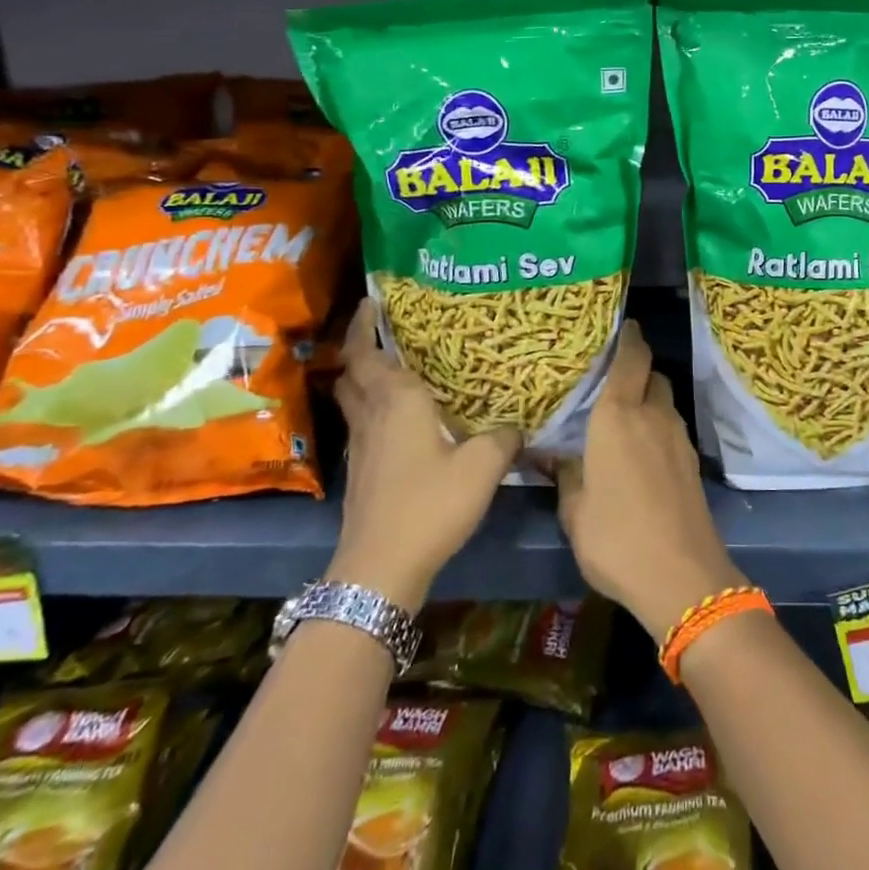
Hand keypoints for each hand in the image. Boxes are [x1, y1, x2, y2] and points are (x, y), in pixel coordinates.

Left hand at [329, 299, 518, 611]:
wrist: (381, 568)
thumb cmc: (429, 504)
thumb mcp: (482, 466)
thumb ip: (503, 437)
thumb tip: (516, 425)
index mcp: (396, 401)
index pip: (366, 352)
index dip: (363, 325)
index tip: (372, 301)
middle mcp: (372, 416)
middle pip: (352, 373)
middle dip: (360, 348)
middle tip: (386, 332)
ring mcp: (362, 447)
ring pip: (354, 400)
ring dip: (364, 380)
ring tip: (395, 368)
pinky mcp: (362, 473)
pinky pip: (364, 425)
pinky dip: (374, 410)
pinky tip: (402, 420)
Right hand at [555, 322, 744, 642]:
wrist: (682, 576)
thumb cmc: (616, 537)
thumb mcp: (575, 509)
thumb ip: (564, 474)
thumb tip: (552, 454)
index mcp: (618, 416)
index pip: (630, 359)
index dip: (628, 338)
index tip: (623, 325)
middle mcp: (653, 416)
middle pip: (652, 374)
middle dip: (636, 368)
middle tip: (610, 378)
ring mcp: (678, 438)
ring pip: (665, 401)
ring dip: (648, 398)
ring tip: (622, 414)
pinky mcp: (691, 462)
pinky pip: (672, 427)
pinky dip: (658, 425)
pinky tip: (640, 449)